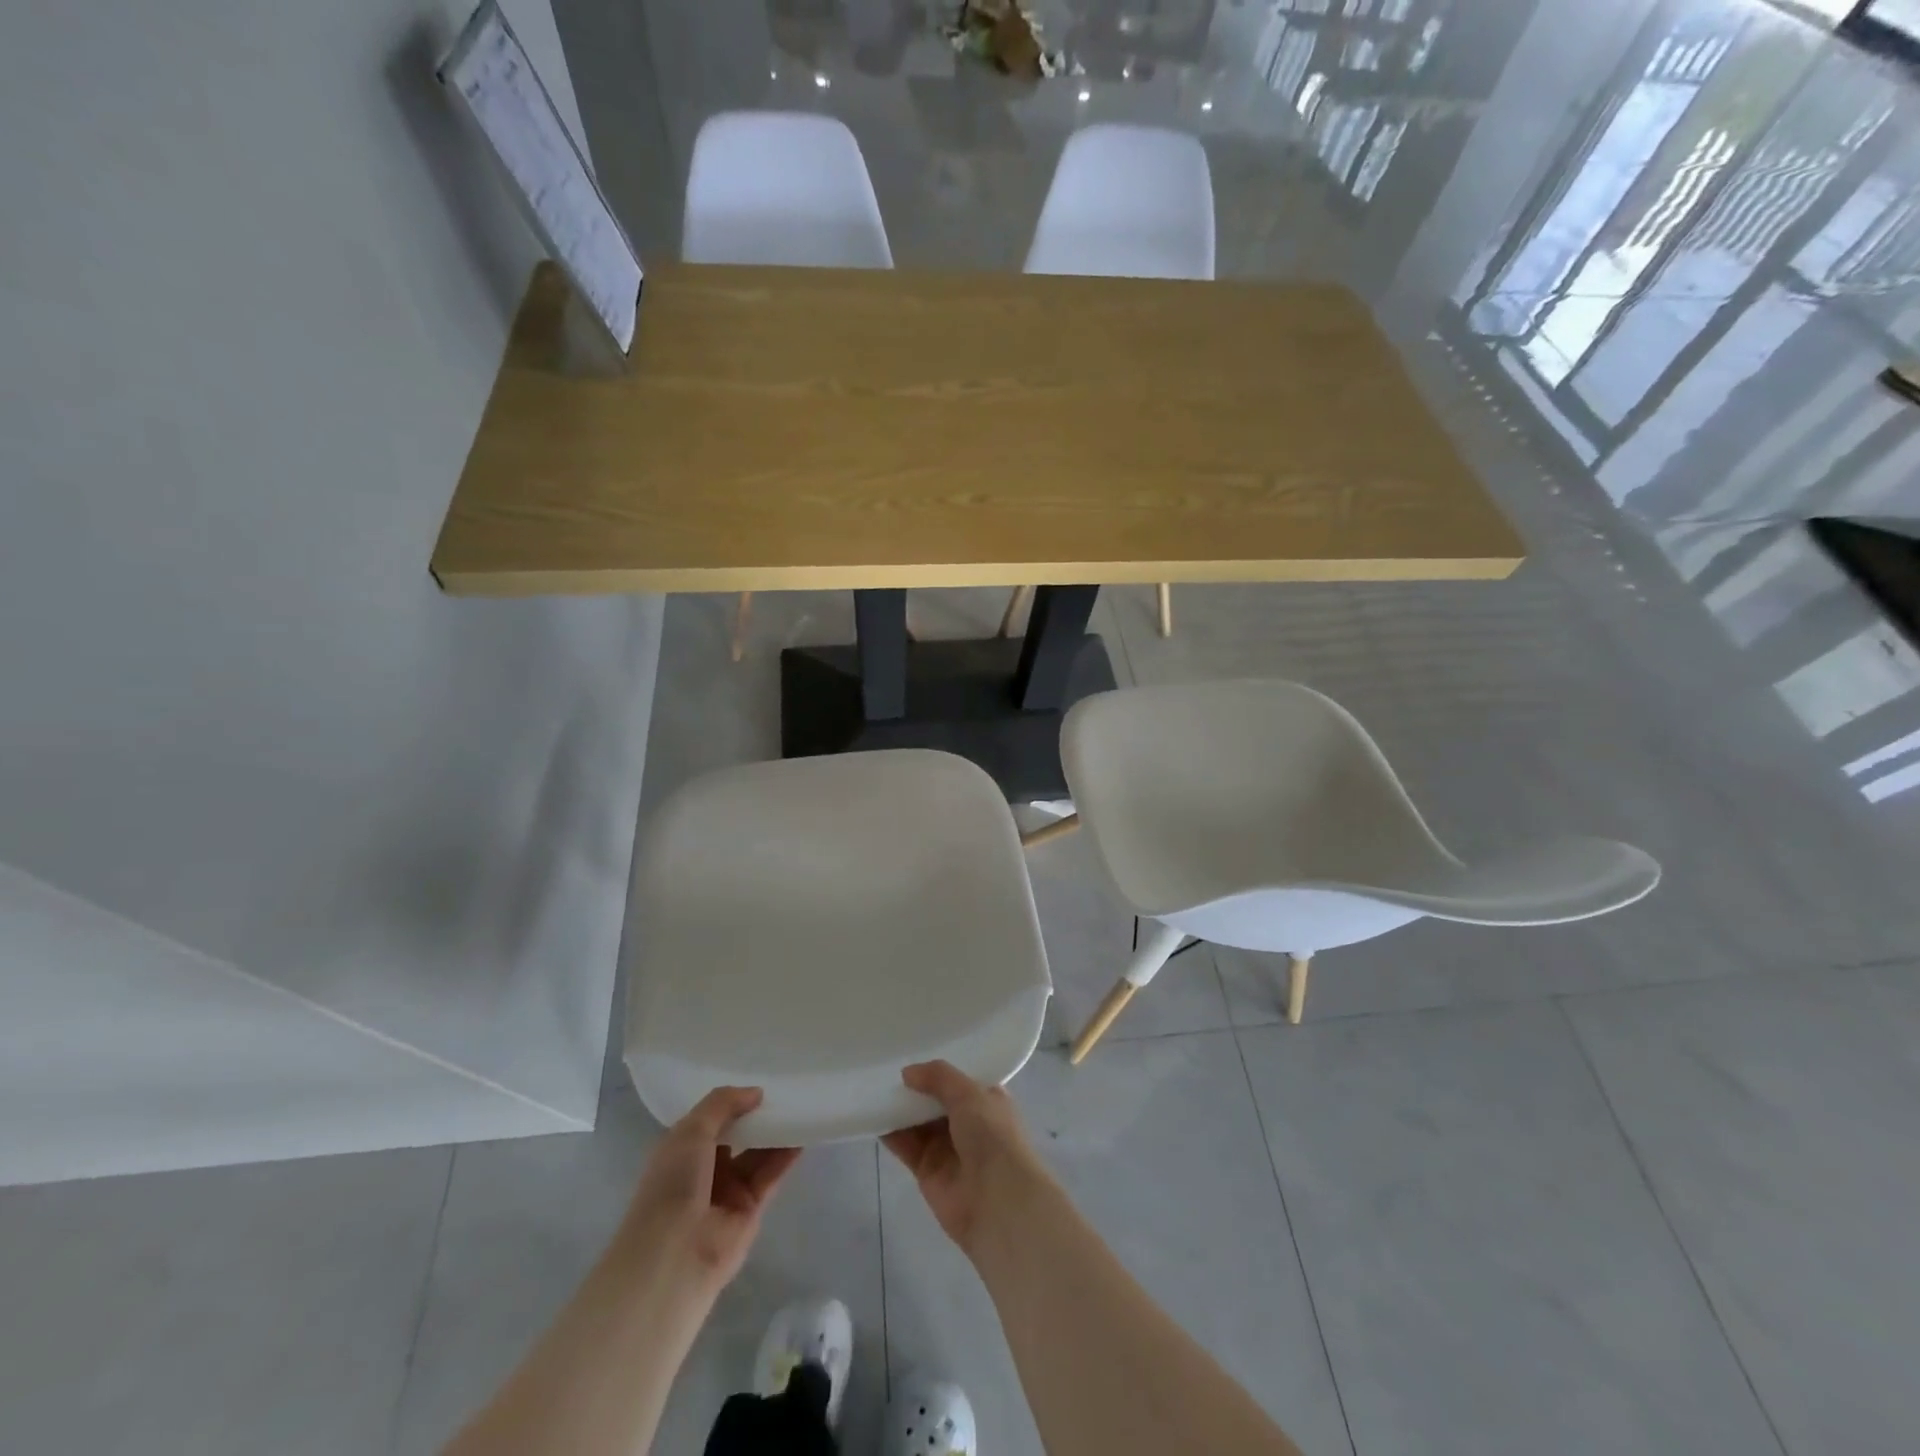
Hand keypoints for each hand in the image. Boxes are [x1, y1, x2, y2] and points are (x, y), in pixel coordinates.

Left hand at [621, 1087, 799, 1296]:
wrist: (674, 1255)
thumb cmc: (673, 1184)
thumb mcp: (691, 1130)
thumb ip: (723, 1104)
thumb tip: (756, 1092)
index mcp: (681, 1150)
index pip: (710, 1120)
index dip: (731, 1102)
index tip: (757, 1082)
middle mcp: (703, 1169)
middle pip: (736, 1135)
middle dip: (756, 1116)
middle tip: (784, 1090)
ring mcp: (727, 1190)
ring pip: (756, 1154)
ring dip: (775, 1133)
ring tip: (799, 1107)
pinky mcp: (750, 1209)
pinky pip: (771, 1175)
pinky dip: (786, 1156)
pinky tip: (802, 1134)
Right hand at [882, 1061, 1053, 1256]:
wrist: (997, 1201)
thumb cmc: (992, 1136)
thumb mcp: (970, 1094)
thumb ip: (938, 1077)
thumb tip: (908, 1072)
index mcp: (987, 1099)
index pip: (960, 1078)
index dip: (940, 1068)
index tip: (914, 1049)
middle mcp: (968, 1121)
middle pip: (935, 1099)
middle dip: (915, 1086)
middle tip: (885, 1065)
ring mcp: (947, 1147)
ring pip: (918, 1121)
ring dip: (900, 1107)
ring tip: (874, 1085)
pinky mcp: (928, 1170)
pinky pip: (905, 1146)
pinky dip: (890, 1132)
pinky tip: (873, 1114)